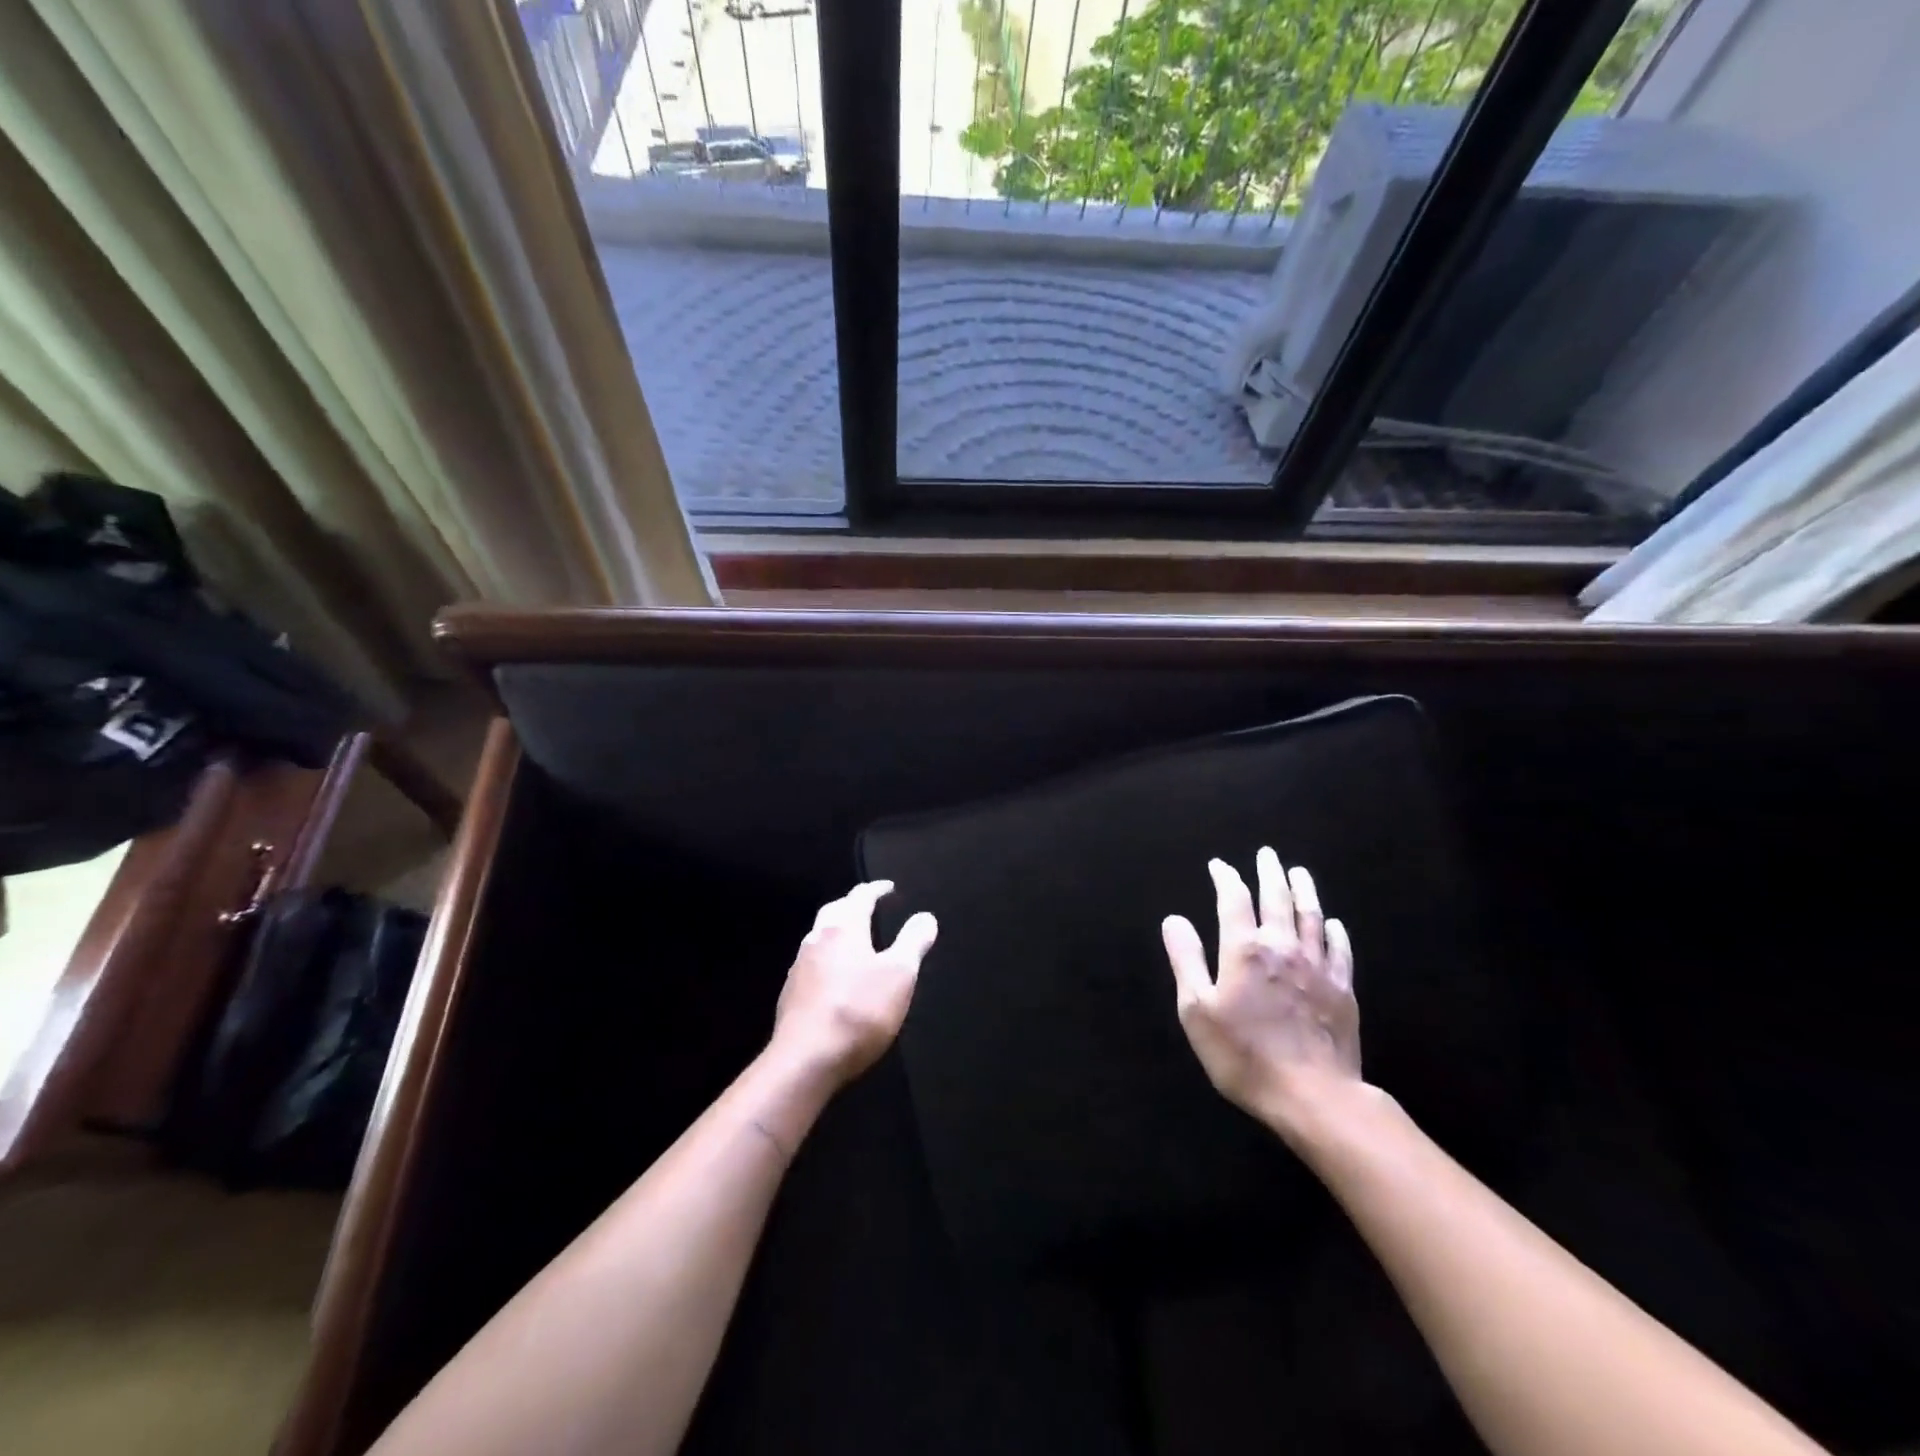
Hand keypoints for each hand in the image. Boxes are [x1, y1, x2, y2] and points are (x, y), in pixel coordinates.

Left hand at [772, 881, 937, 1085]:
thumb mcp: (900, 975)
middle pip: (835, 911)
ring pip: (820, 935)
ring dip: (837, 930)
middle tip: (868, 906)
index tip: (888, 887)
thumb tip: (925, 916)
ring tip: (854, 937)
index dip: (876, 889)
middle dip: (852, 904)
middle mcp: (818, 938)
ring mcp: (800, 966)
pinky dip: (827, 957)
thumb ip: (913, 942)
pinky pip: (812, 962)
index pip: (861, 897)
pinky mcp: (791, 993)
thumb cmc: (859, 1011)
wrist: (806, 1060)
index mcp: (845, 928)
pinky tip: (835, 974)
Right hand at [1162, 847, 1360, 1137]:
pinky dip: (1334, 931)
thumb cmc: (1244, 1055)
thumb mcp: (1197, 1010)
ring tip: (1299, 872)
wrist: (1314, 1096)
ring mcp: (1318, 967)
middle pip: (1277, 899)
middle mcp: (1283, 947)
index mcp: (1245, 950)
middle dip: (1269, 873)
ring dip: (1304, 891)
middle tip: (1267, 854)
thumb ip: (1186, 960)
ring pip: (1311, 917)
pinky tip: (1333, 923)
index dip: (1226, 878)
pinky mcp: (1343, 990)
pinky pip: (1339, 950)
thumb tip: (1174, 920)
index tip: (1219, 865)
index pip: (1234, 900)